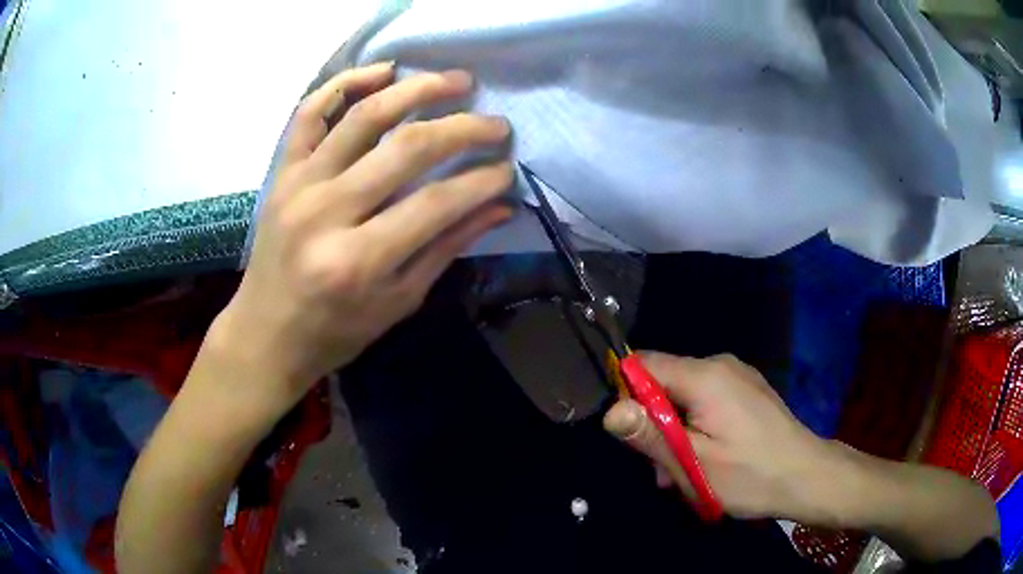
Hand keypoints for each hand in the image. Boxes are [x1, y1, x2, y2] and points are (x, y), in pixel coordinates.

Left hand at [214, 63, 513, 410]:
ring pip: (363, 116)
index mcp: (358, 261)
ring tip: (456, 81)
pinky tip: (382, 71)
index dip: (481, 181)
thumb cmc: (334, 331)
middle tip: (496, 123)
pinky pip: (309, 114)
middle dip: (463, 128)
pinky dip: (344, 84)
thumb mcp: (397, 302)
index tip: (507, 169)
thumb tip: (499, 207)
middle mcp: (326, 213)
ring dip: (417, 90)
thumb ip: (446, 248)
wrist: (265, 333)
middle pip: (406, 148)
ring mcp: (299, 185)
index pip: (436, 202)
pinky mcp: (282, 173)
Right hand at [603, 352, 836, 521]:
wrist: (809, 476)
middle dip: (654, 423)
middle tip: (662, 469)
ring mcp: (738, 376)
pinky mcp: (747, 391)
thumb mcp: (694, 463)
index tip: (629, 433)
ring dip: (676, 431)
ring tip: (686, 474)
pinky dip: (696, 427)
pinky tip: (707, 459)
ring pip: (685, 395)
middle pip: (665, 382)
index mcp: (705, 375)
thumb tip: (609, 412)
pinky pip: (707, 400)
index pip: (644, 364)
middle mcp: (720, 365)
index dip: (626, 393)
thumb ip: (650, 434)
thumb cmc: (750, 474)